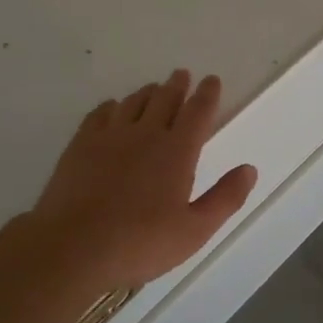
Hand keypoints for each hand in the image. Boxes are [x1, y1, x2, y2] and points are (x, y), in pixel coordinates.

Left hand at [31, 71, 257, 291]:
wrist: (73, 246)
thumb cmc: (140, 243)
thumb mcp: (194, 231)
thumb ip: (225, 198)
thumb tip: (249, 169)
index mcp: (177, 151)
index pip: (198, 112)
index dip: (207, 94)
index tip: (211, 80)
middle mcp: (146, 133)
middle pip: (165, 98)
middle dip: (177, 85)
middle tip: (182, 75)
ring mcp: (111, 135)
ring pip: (134, 101)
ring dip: (148, 92)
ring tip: (154, 89)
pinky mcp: (81, 144)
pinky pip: (101, 113)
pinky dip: (112, 106)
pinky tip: (113, 108)